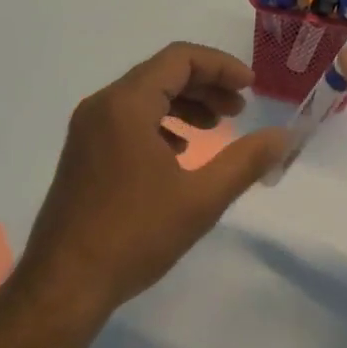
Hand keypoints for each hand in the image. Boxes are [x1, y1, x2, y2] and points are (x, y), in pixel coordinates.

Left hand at [16, 43, 287, 324]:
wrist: (62, 289)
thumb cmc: (133, 236)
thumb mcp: (200, 199)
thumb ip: (246, 161)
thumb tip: (284, 136)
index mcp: (127, 104)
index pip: (180, 58)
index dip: (221, 66)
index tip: (250, 87)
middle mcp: (103, 104)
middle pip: (163, 72)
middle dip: (206, 85)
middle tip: (239, 109)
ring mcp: (88, 128)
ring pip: (145, 94)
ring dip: (185, 102)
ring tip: (216, 127)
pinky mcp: (83, 151)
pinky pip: (128, 116)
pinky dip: (161, 121)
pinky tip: (179, 151)